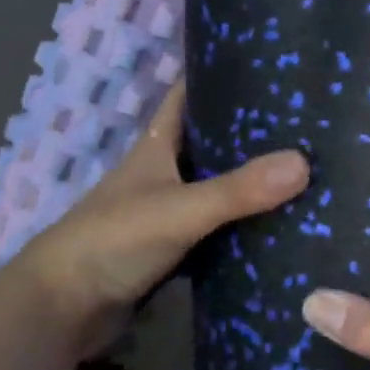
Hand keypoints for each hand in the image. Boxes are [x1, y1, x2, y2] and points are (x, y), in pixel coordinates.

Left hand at [11, 83, 309, 357]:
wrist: (64, 307)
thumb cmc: (114, 240)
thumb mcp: (180, 209)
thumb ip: (238, 190)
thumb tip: (304, 163)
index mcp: (157, 145)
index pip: (187, 94)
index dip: (218, 74)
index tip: (266, 62)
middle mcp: (163, 171)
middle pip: (210, 141)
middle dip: (250, 131)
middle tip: (305, 123)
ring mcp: (167, 211)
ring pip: (216, 187)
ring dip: (249, 181)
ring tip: (305, 169)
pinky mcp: (172, 249)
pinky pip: (216, 230)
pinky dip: (241, 226)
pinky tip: (279, 224)